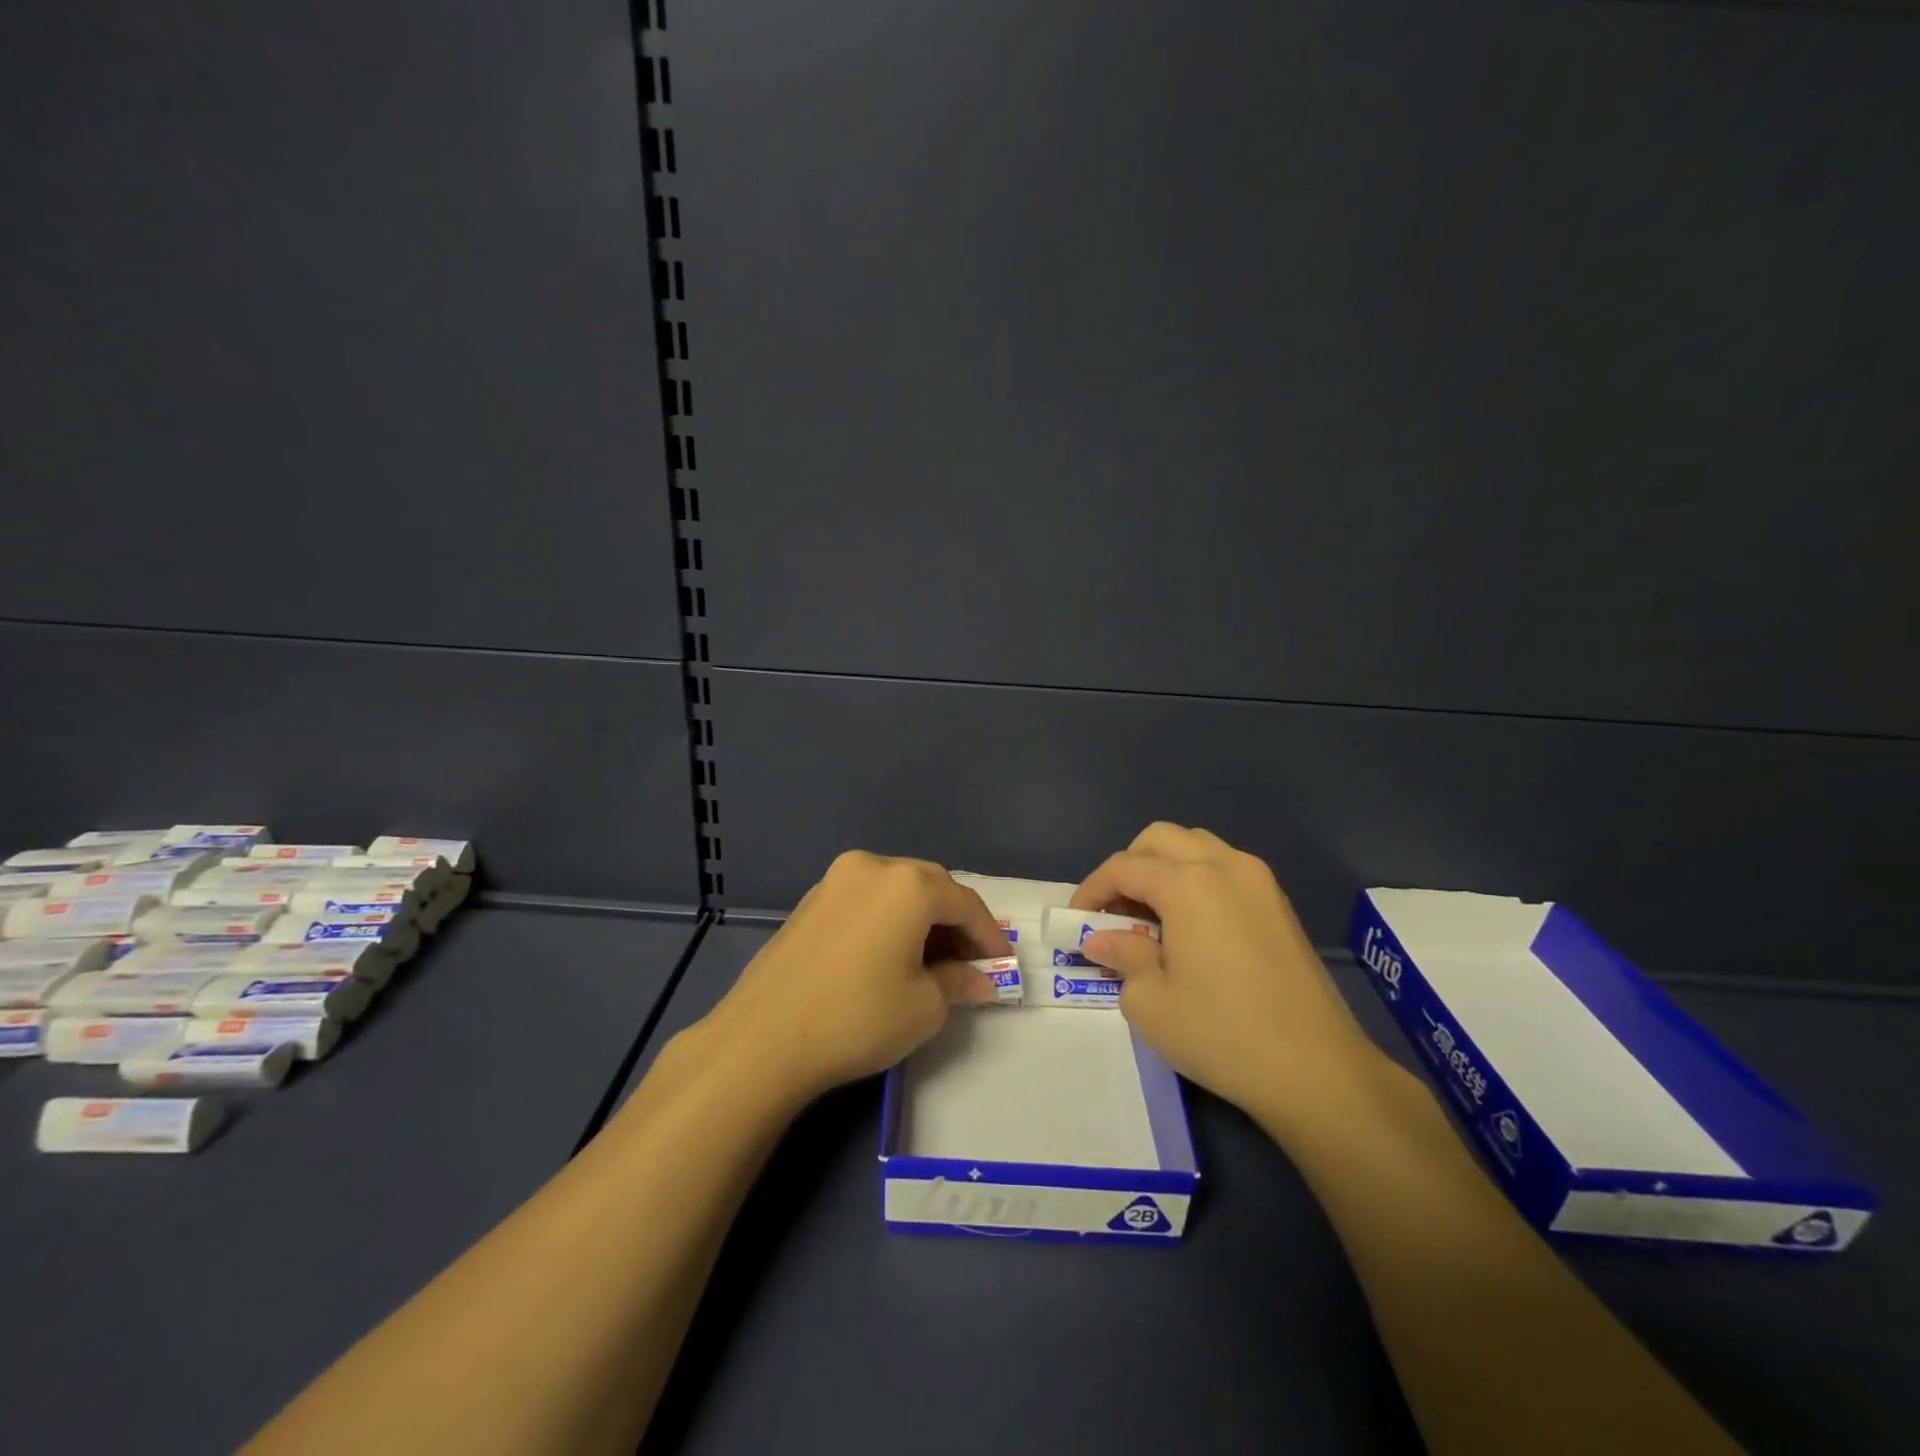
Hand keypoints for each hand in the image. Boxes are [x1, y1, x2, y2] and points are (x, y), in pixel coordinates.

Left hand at [698, 851, 1008, 1104]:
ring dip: (921, 920)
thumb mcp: (923, 1007)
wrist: (763, 1038)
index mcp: (908, 884)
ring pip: (896, 891)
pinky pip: (866, 901)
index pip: (965, 903)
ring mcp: (836, 880)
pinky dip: (889, 921)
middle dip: (955, 923)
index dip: (989, 936)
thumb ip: (958, 983)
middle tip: (969, 963)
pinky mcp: (811, 900)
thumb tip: (978, 980)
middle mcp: (873, 867)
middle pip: (931, 887)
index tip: (1002, 966)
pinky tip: (891, 956)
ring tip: (932, 963)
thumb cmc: (857, 1018)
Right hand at [1073, 823, 1383, 1120]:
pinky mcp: (1279, 903)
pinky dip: (1196, 880)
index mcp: (1188, 883)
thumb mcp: (1150, 1001)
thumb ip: (1121, 955)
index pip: (1124, 867)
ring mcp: (1259, 881)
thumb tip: (1102, 938)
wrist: (1317, 1071)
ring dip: (1164, 868)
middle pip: (1160, 840)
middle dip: (1128, 868)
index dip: (1092, 890)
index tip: (1076, 920)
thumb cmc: (1221, 1034)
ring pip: (1196, 847)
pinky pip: (1225, 868)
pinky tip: (1191, 926)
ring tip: (1151, 916)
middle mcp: (1224, 865)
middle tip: (1114, 912)